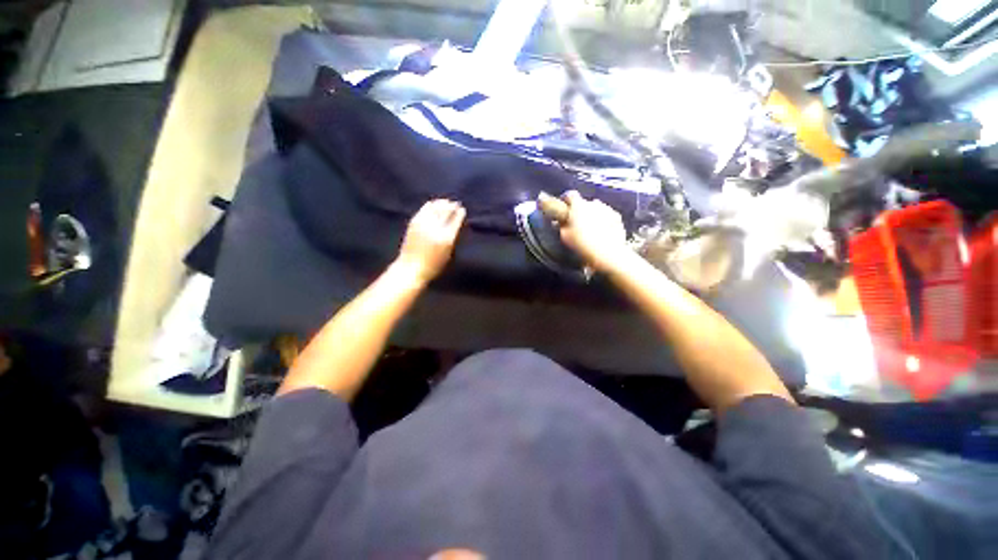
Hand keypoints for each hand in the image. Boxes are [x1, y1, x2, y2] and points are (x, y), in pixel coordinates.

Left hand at [394, 199, 465, 284]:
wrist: (411, 267)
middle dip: (451, 206)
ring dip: (441, 203)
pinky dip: (430, 205)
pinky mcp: (414, 223)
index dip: (459, 213)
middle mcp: (435, 228)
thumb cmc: (433, 265)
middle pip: (445, 211)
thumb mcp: (448, 253)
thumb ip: (451, 238)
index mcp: (446, 237)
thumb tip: (454, 224)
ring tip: (445, 202)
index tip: (462, 209)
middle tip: (455, 204)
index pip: (455, 220)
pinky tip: (433, 204)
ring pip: (434, 208)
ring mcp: (423, 224)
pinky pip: (424, 210)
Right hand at [557, 191, 629, 272]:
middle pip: (584, 203)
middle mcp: (593, 203)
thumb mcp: (565, 236)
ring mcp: (607, 209)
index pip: (570, 195)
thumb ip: (561, 226)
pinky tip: (602, 233)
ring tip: (590, 229)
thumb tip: (557, 221)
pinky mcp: (617, 217)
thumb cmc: (582, 244)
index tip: (563, 207)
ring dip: (592, 215)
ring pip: (596, 208)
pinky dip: (603, 221)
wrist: (608, 253)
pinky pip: (607, 215)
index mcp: (578, 206)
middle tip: (576, 223)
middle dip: (579, 210)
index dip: (565, 200)